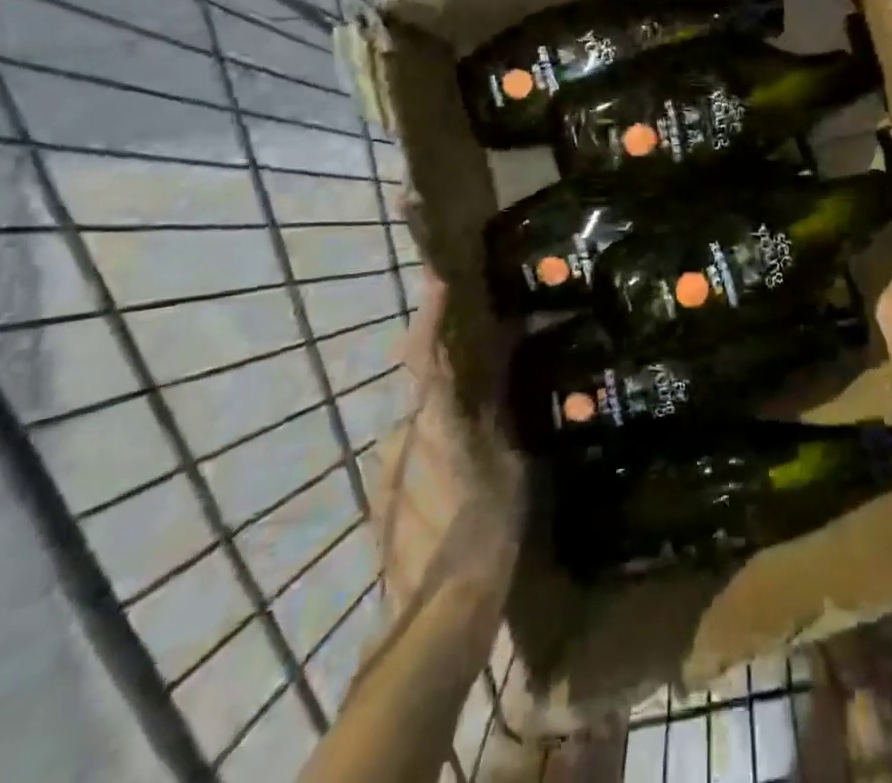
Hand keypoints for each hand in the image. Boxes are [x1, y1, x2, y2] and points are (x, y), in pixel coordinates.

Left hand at [368, 271, 523, 624]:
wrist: (434, 615)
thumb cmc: (483, 529)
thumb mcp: (509, 463)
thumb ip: (498, 415)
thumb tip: (499, 375)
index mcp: (432, 418)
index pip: (424, 351)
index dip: (430, 312)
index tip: (437, 277)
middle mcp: (401, 433)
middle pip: (421, 385)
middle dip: (444, 362)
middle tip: (479, 355)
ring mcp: (386, 468)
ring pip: (418, 422)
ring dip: (442, 412)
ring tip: (478, 423)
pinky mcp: (381, 499)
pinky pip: (413, 453)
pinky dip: (434, 445)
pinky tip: (459, 472)